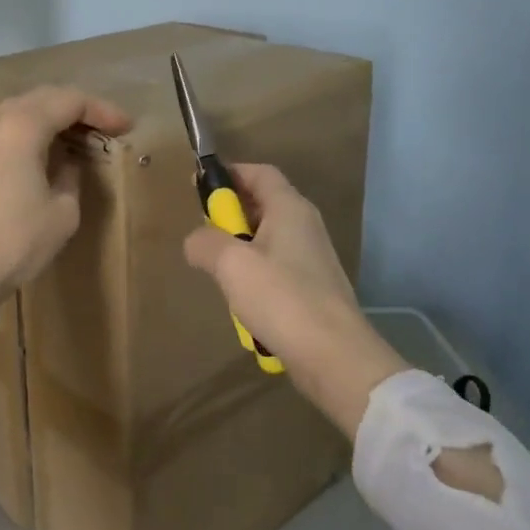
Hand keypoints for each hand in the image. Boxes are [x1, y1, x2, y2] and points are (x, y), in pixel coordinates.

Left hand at [0, 85, 132, 306]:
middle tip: (103, 128)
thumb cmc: (16, 241)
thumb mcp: (62, 212)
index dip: (101, 110)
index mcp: (21, 127)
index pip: (69, 101)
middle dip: (75, 109)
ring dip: (47, 119)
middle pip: (40, 99)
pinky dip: (24, 133)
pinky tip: (39, 153)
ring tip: (73, 138)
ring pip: (16, 112)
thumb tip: (66, 163)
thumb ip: (71, 176)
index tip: (124, 126)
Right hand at [183, 163, 407, 438]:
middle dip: (230, 217)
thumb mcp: (231, 264)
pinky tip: (243, 305)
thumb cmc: (282, 298)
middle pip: (263, 205)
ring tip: (220, 275)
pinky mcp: (313, 289)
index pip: (259, 173)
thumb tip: (195, 240)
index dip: (230, 174)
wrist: (334, 357)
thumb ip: (206, 242)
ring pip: (266, 241)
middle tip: (205, 236)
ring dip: (240, 253)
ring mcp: (312, 259)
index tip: (200, 188)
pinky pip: (276, 271)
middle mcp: (305, 226)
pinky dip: (255, 279)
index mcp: (290, 208)